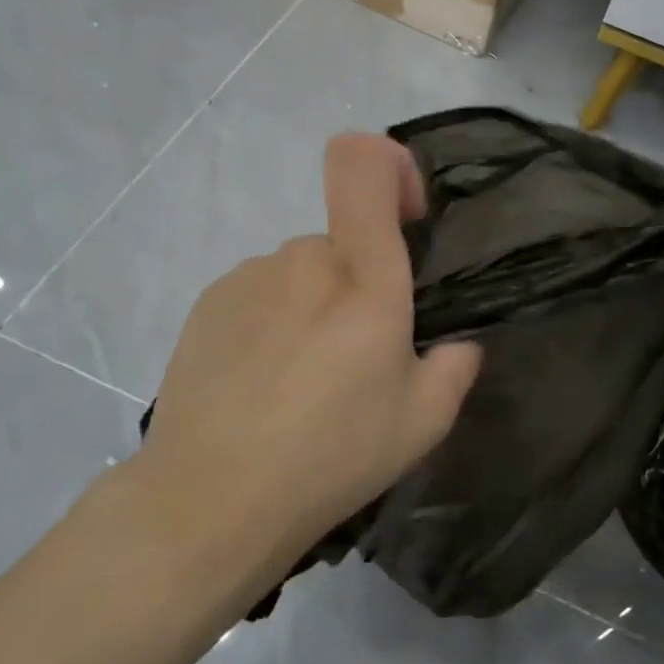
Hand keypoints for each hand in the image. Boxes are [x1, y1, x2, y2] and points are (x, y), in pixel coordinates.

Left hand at [126, 134, 481, 580]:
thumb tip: (456, 344)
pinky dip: (272, 322)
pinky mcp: (207, 303)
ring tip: (302, 381)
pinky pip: (259, 293)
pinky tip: (261, 383)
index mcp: (364, 279)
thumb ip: (455, 366)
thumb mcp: (423, 423)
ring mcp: (248, 278)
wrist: (211, 499)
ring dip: (312, 307)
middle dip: (357, 284)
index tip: (405, 217)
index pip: (363, 164)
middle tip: (355, 360)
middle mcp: (303, 260)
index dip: (390, 166)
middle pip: (342, 242)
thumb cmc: (332, 457)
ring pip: (300, 273)